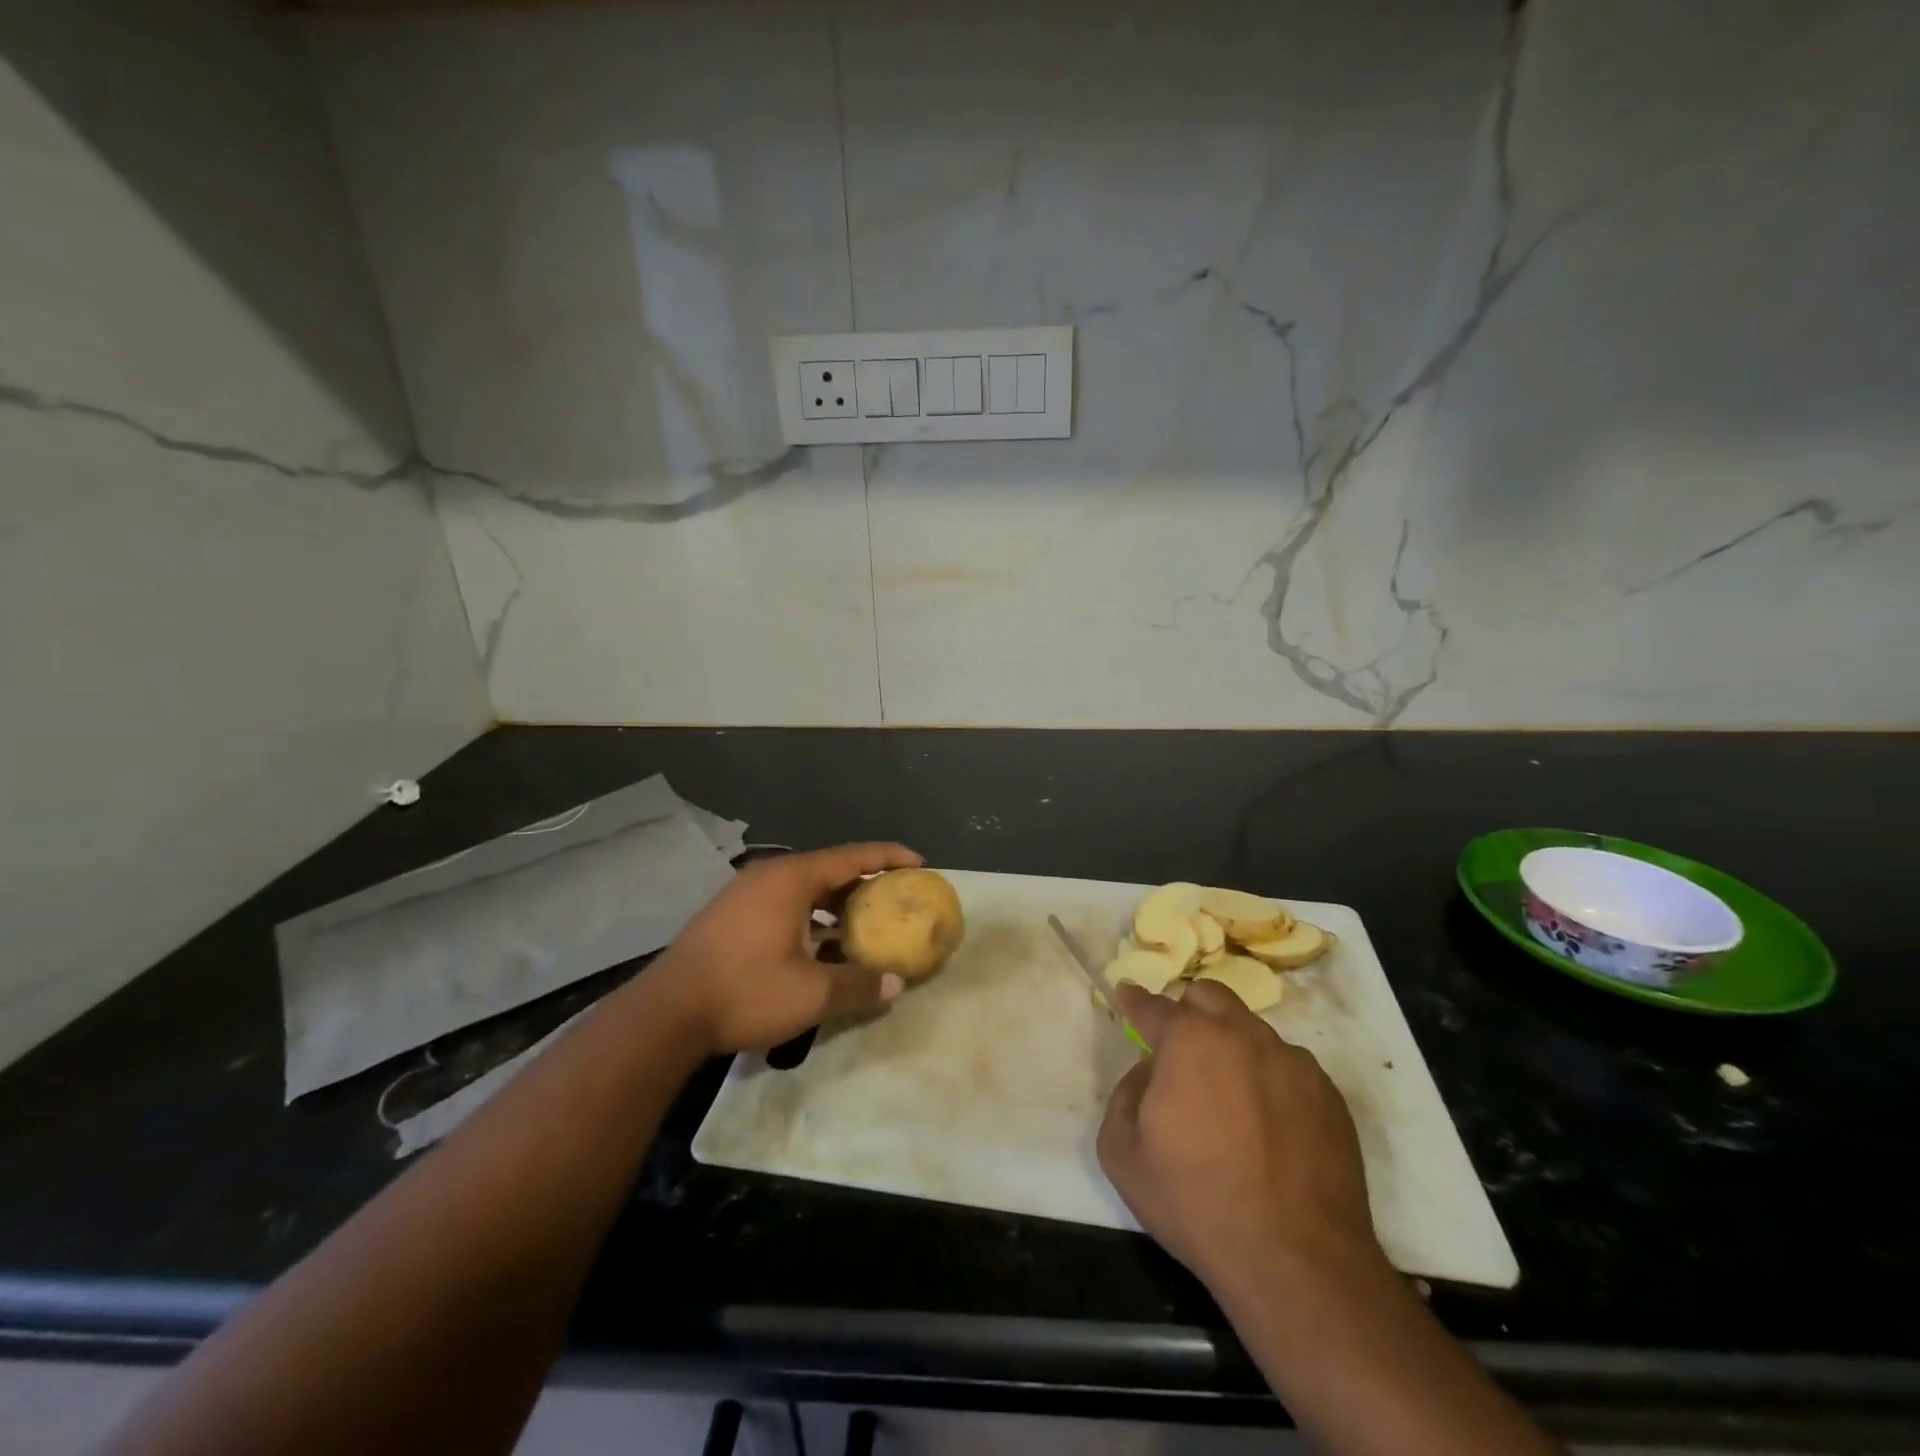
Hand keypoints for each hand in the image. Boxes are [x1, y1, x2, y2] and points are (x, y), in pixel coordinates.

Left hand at [650, 842, 922, 1054]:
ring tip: (866, 922)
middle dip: (866, 882)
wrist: (665, 1014)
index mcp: (791, 879)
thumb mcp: (811, 993)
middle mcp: (769, 876)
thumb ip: (859, 985)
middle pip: (829, 869)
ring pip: (805, 888)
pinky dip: (811, 916)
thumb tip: (897, 985)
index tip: (919, 863)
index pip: (852, 856)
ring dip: (837, 903)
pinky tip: (822, 945)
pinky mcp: (731, 915)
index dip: (889, 857)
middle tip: (897, 897)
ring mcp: (745, 894)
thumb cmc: (744, 991)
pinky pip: (785, 903)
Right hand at [1097, 979, 1383, 1300]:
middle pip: (1210, 997)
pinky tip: (1268, 1129)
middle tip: (1181, 1053)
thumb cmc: (1196, 1203)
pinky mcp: (1329, 1095)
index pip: (1153, 1005)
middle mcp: (1243, 1035)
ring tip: (1230, 1101)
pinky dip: (1270, 1082)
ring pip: (1252, 1032)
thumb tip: (1149, 1072)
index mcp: (1189, 1040)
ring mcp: (1293, 1062)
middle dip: (1189, 1012)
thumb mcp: (1122, 1154)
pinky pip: (1289, 1068)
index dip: (1134, 1000)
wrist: (1298, 1263)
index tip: (1126, 996)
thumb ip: (1124, 1095)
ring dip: (1232, 1048)